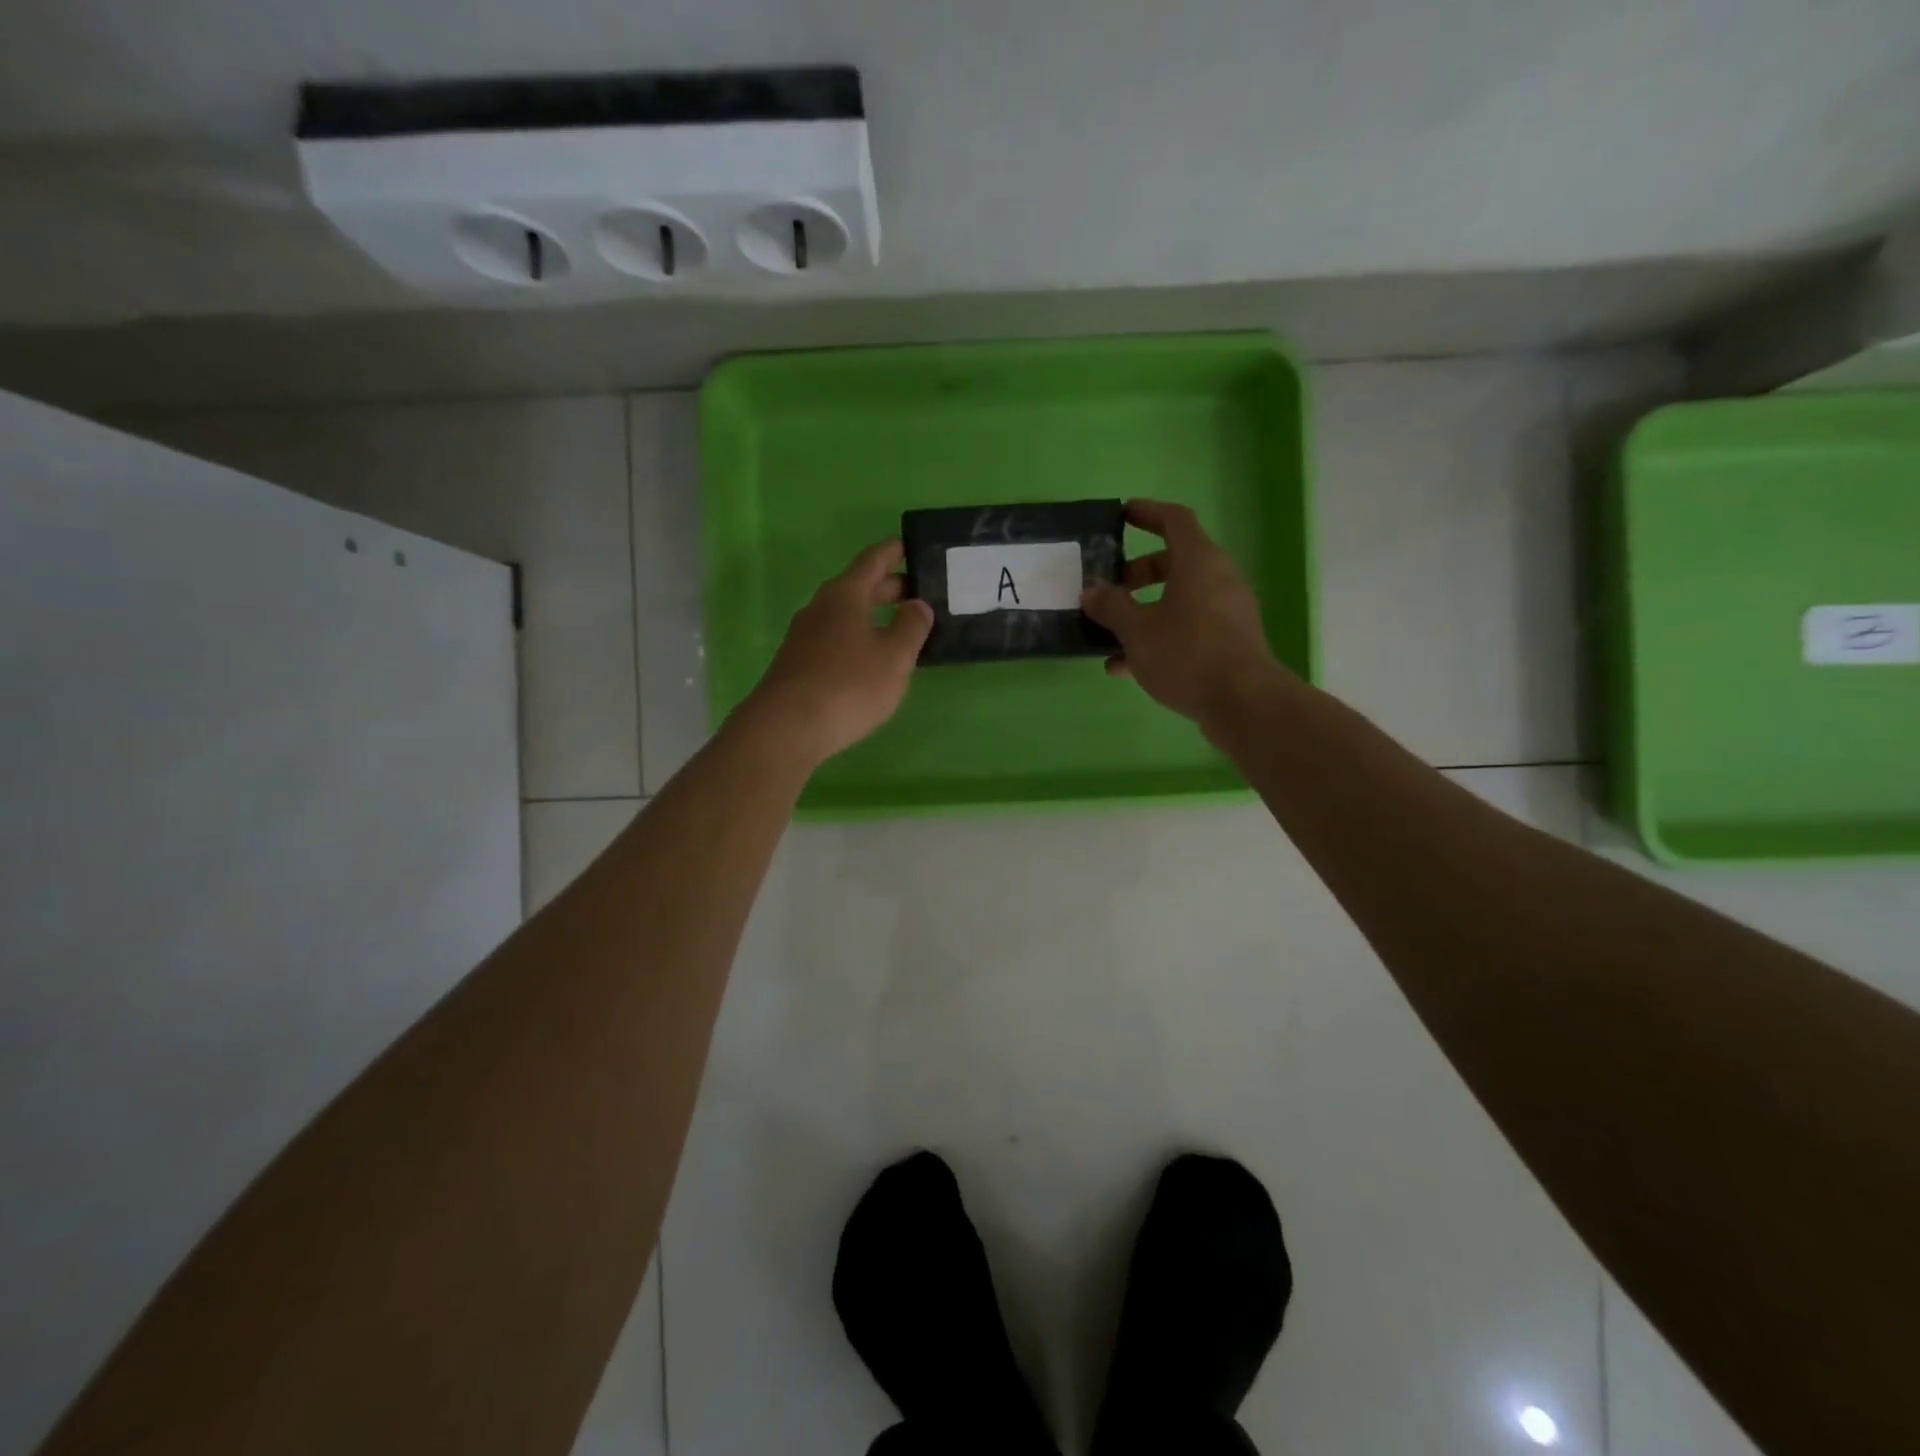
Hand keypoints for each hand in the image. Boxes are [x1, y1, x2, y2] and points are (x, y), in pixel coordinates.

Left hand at [736, 539, 933, 767]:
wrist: (786, 728)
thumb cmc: (848, 686)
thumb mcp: (894, 658)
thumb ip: (911, 627)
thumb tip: (917, 604)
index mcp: (845, 595)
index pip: (873, 560)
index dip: (895, 551)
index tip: (913, 545)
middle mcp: (821, 607)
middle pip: (859, 587)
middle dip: (890, 587)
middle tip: (921, 593)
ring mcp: (804, 636)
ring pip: (846, 614)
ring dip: (874, 616)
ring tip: (902, 628)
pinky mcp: (798, 663)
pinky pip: (835, 638)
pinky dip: (858, 637)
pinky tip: (871, 659)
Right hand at [1081, 500, 1286, 726]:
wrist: (1242, 702)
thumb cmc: (1187, 653)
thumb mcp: (1138, 630)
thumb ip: (1111, 607)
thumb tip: (1091, 591)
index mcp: (1199, 562)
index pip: (1174, 520)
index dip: (1147, 513)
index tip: (1122, 515)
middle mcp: (1218, 579)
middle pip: (1174, 562)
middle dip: (1137, 573)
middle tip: (1110, 588)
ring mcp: (1226, 612)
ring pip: (1178, 600)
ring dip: (1143, 611)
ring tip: (1109, 634)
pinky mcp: (1228, 642)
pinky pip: (1187, 628)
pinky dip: (1158, 637)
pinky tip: (1125, 666)